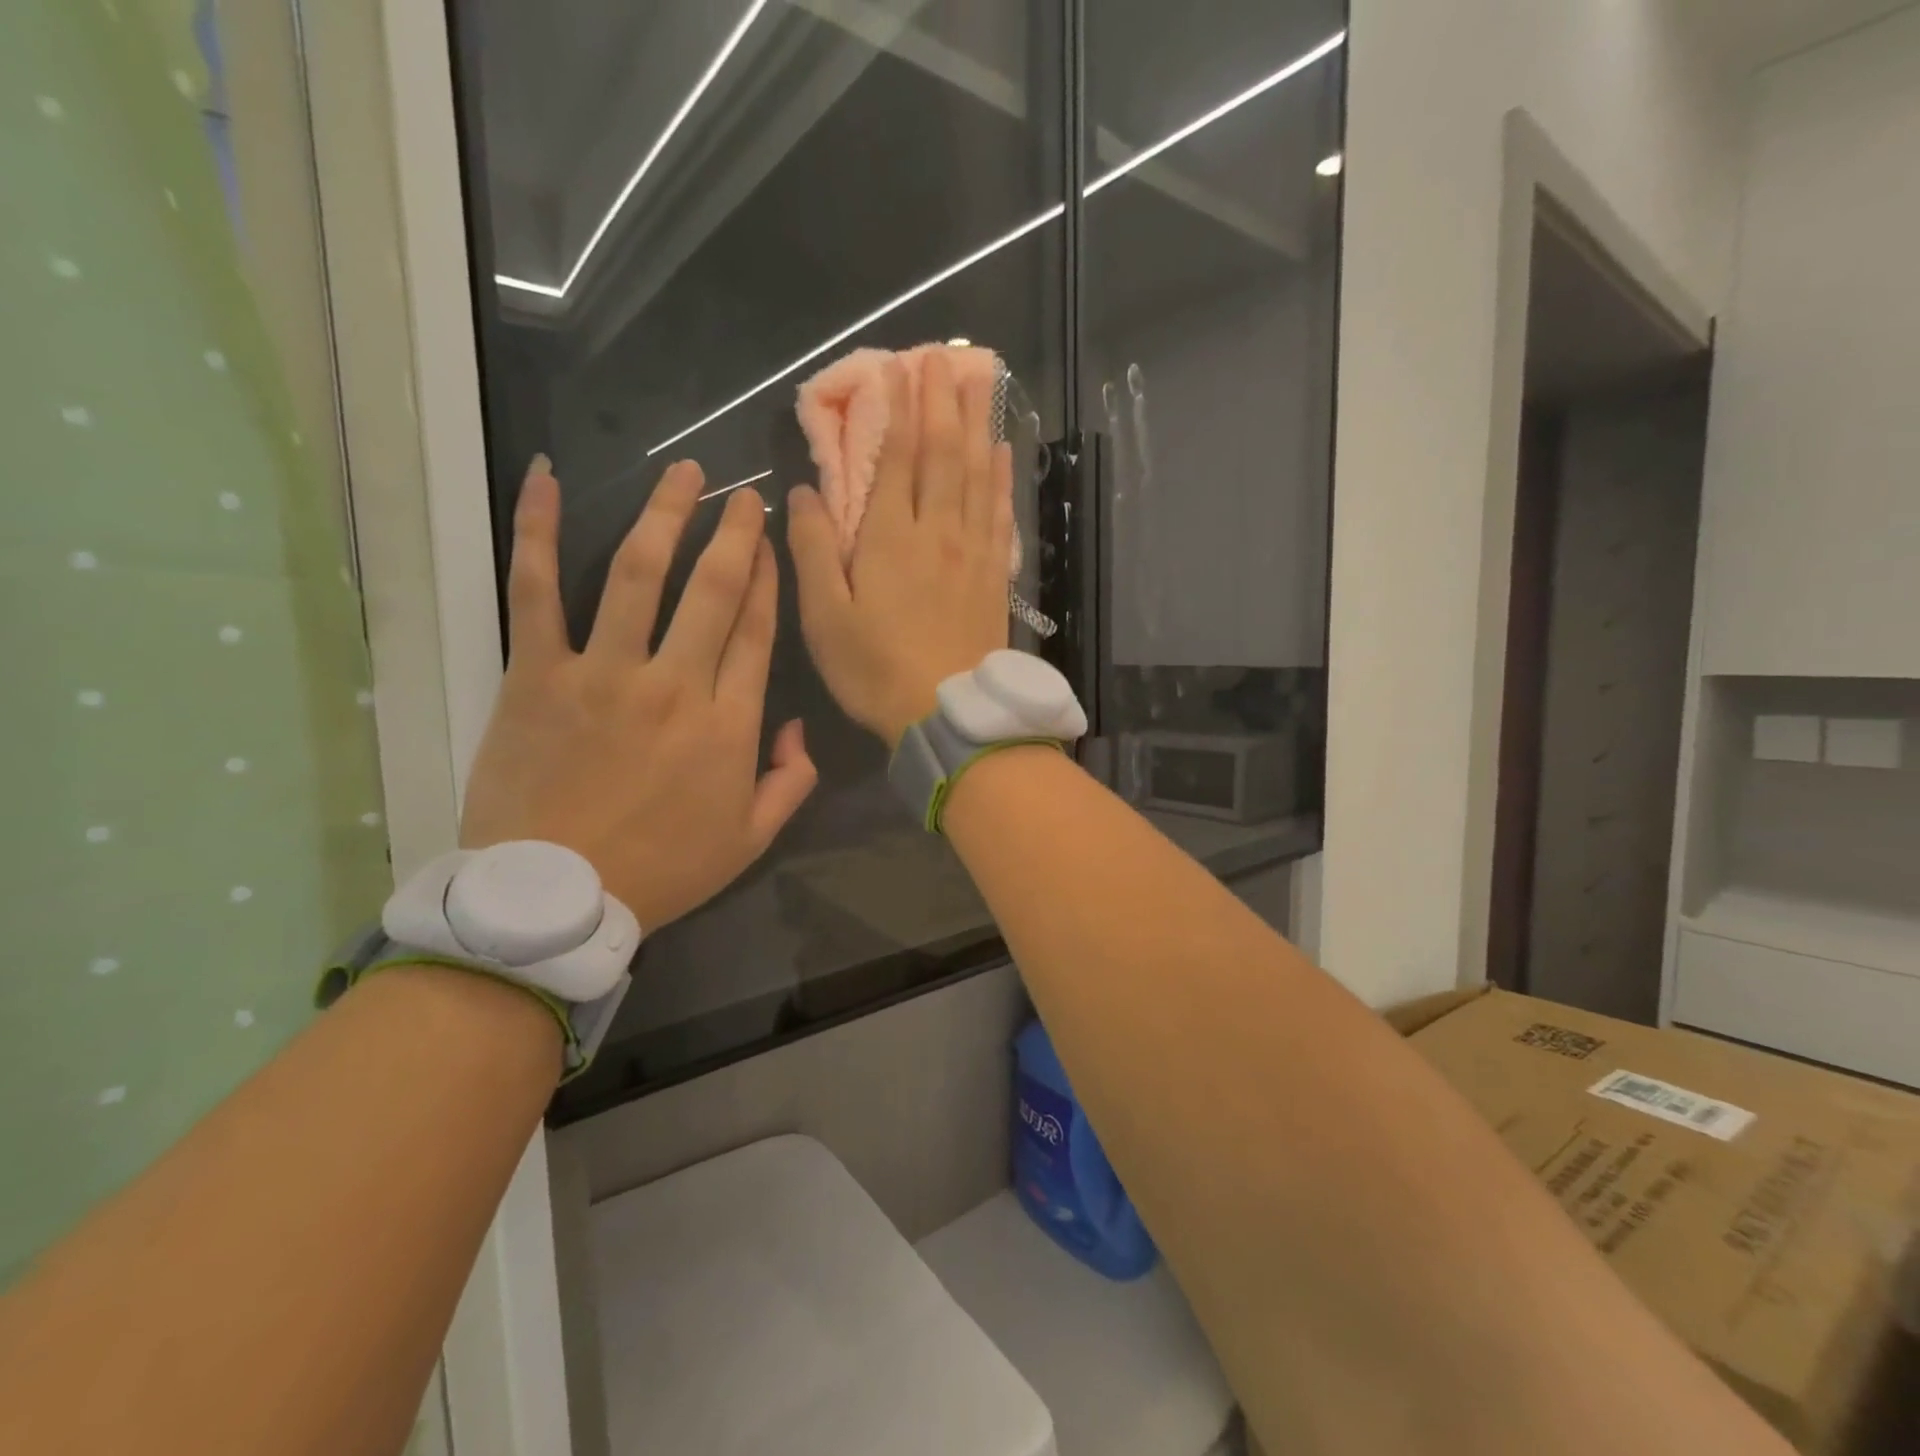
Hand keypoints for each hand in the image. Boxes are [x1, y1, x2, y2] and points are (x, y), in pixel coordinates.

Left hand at [461, 457, 816, 930]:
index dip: (769, 578)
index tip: (771, 541)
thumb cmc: (662, 871)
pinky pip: (535, 590)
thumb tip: (799, 727)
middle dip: (734, 532)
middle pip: (713, 588)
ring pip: (639, 573)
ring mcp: (604, 672)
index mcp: (729, 724)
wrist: (555, 898)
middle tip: (743, 492)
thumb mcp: (751, 839)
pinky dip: (539, 531)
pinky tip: (547, 479)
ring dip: (666, 515)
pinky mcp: (538, 673)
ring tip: (684, 472)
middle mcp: (675, 683)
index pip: (757, 630)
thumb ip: (790, 781)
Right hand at [788, 348, 1014, 743]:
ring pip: (977, 475)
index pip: (895, 458)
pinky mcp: (993, 576)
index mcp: (890, 538)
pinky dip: (1002, 478)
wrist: (948, 714)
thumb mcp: (825, 616)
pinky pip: (1000, 514)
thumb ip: (813, 549)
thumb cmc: (876, 670)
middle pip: (943, 454)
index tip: (899, 366)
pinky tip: (1004, 452)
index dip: (897, 409)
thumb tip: (803, 491)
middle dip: (943, 401)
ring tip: (983, 382)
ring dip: (979, 424)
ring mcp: (971, 552)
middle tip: (946, 355)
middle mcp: (936, 532)